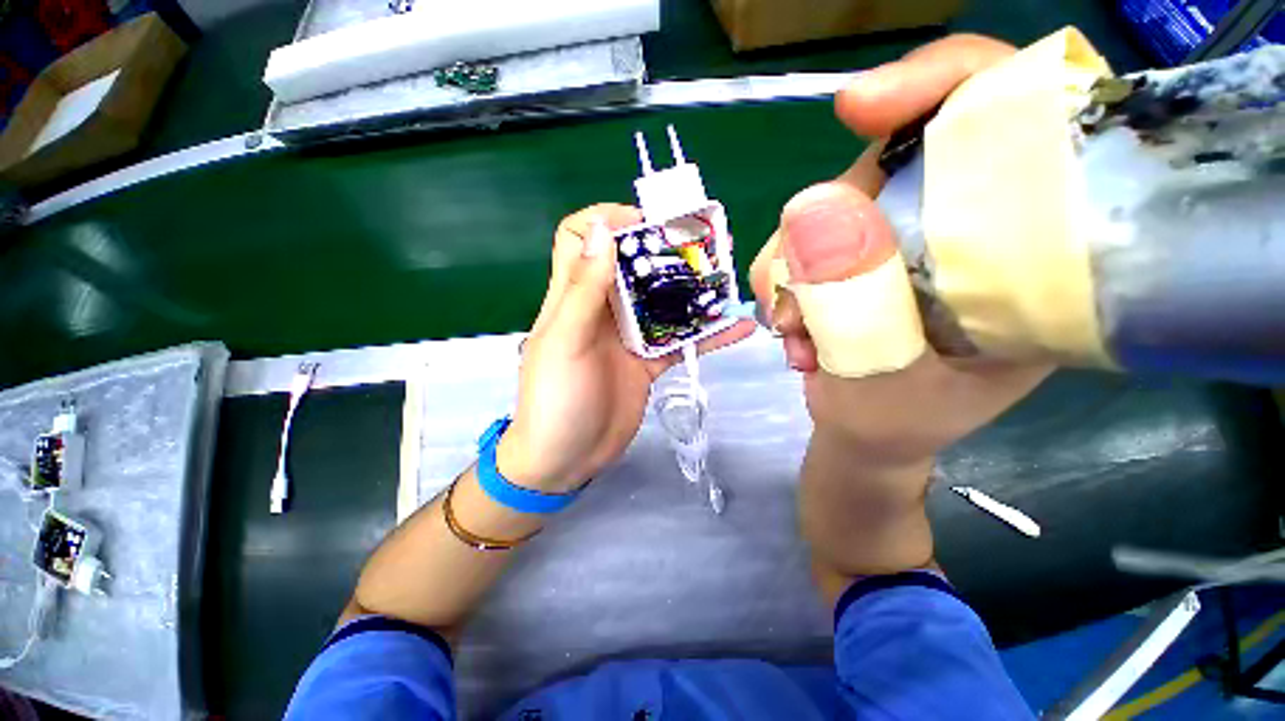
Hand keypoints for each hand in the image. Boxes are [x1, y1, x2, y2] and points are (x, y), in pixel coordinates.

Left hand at [498, 205, 754, 491]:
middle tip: (702, 244)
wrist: (566, 459)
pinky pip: (681, 339)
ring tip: (726, 279)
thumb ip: (584, 288)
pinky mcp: (649, 361)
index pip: (579, 237)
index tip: (644, 223)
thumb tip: (602, 229)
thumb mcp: (565, 341)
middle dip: (663, 250)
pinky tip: (737, 327)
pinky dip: (707, 334)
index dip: (606, 220)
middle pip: (632, 264)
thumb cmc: (556, 399)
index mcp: (574, 295)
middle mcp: (603, 308)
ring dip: (691, 289)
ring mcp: (629, 335)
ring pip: (662, 300)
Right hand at [750, 35, 1053, 470]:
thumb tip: (809, 209)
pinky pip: (796, 242)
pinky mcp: (852, 255)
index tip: (859, 107)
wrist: (867, 437)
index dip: (942, 82)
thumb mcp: (887, 375)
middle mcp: (963, 224)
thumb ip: (856, 302)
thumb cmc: (900, 423)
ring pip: (825, 206)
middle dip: (825, 226)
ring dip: (791, 272)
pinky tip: (793, 333)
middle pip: (888, 160)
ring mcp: (899, 237)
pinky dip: (779, 285)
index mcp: (1026, 245)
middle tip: (800, 306)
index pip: (1013, 114)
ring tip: (797, 338)